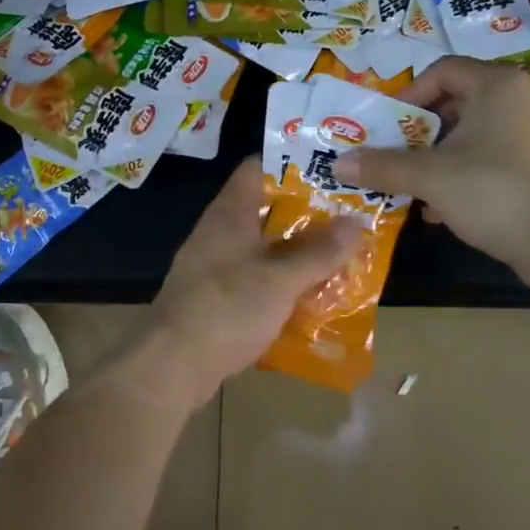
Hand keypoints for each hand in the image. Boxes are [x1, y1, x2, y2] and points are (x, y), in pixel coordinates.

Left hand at [144, 158, 360, 398]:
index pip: (259, 167)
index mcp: (230, 213)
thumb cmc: (227, 309)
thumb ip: (319, 251)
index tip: (331, 170)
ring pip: (262, 249)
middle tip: (349, 217)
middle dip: (306, 215)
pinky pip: (254, 281)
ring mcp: (213, 267)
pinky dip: (280, 285)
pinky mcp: (214, 299)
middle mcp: (219, 233)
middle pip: (266, 210)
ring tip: (339, 257)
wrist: (171, 366)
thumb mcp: (281, 279)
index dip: (294, 163)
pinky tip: (309, 298)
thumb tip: (357, 222)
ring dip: (295, 254)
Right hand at [342, 56, 529, 268]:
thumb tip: (338, 163)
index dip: (408, 95)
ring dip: (438, 157)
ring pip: (473, 135)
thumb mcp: (430, 177)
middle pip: (457, 102)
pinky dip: (464, 175)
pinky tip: (443, 208)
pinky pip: (493, 159)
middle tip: (395, 154)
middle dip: (419, 131)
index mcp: (497, 86)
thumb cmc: (494, 191)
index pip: (442, 70)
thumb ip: (383, 166)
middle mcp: (521, 100)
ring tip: (414, 184)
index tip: (388, 125)